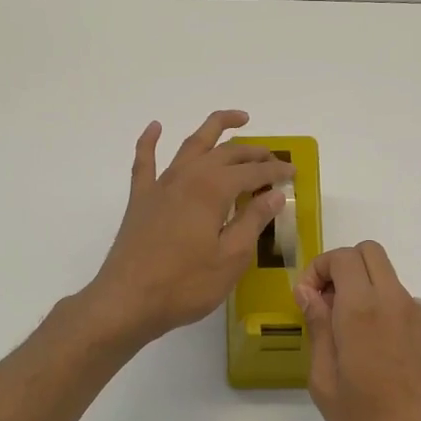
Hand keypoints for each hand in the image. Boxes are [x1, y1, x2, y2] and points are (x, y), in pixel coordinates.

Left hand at [85, 110, 293, 346]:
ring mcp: (160, 185)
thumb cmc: (185, 284)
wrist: (127, 301)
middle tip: (272, 157)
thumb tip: (274, 194)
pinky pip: (145, 161)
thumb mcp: (231, 258)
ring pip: (191, 145)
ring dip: (214, 129)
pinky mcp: (140, 199)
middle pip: (225, 153)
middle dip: (253, 151)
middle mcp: (187, 177)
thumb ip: (253, 221)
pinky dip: (151, 141)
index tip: (293, 172)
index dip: (275, 170)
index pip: (252, 172)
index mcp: (212, 190)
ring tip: (236, 119)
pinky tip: (156, 127)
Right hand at [295, 241, 420, 420]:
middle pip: (373, 255)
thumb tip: (310, 293)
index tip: (309, 300)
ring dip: (373, 302)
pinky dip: (399, 328)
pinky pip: (417, 318)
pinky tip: (397, 372)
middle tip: (331, 311)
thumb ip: (318, 329)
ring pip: (395, 288)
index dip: (319, 268)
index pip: (343, 257)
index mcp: (363, 310)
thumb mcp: (325, 385)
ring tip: (365, 356)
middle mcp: (400, 303)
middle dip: (346, 271)